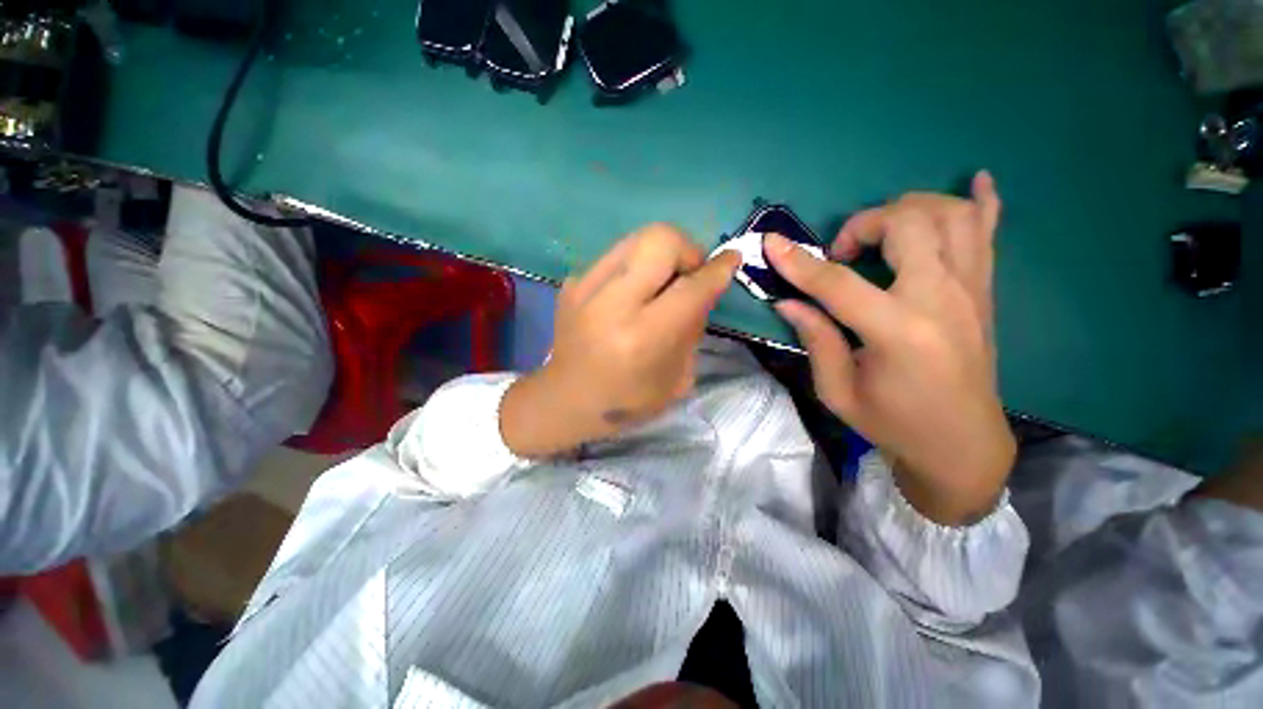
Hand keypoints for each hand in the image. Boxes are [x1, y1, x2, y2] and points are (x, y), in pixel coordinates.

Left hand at [501, 224, 740, 458]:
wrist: (565, 399)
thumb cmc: (627, 401)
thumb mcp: (677, 378)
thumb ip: (694, 328)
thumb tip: (703, 287)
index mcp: (643, 337)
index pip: (691, 287)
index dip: (718, 270)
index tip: (731, 260)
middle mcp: (612, 305)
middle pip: (661, 239)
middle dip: (688, 249)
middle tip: (690, 274)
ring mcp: (585, 287)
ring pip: (638, 238)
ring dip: (662, 254)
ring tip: (662, 281)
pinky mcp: (572, 282)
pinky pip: (617, 255)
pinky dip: (636, 267)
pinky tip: (632, 292)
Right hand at [765, 172, 1014, 524]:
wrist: (963, 444)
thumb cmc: (894, 423)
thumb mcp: (839, 391)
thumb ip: (815, 339)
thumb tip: (788, 302)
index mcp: (898, 332)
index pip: (838, 283)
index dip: (798, 262)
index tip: (770, 243)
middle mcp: (941, 299)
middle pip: (907, 224)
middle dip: (861, 225)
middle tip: (840, 254)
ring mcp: (972, 290)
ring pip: (951, 214)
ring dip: (908, 209)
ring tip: (881, 232)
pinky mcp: (985, 291)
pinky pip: (991, 231)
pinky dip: (983, 200)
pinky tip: (976, 179)